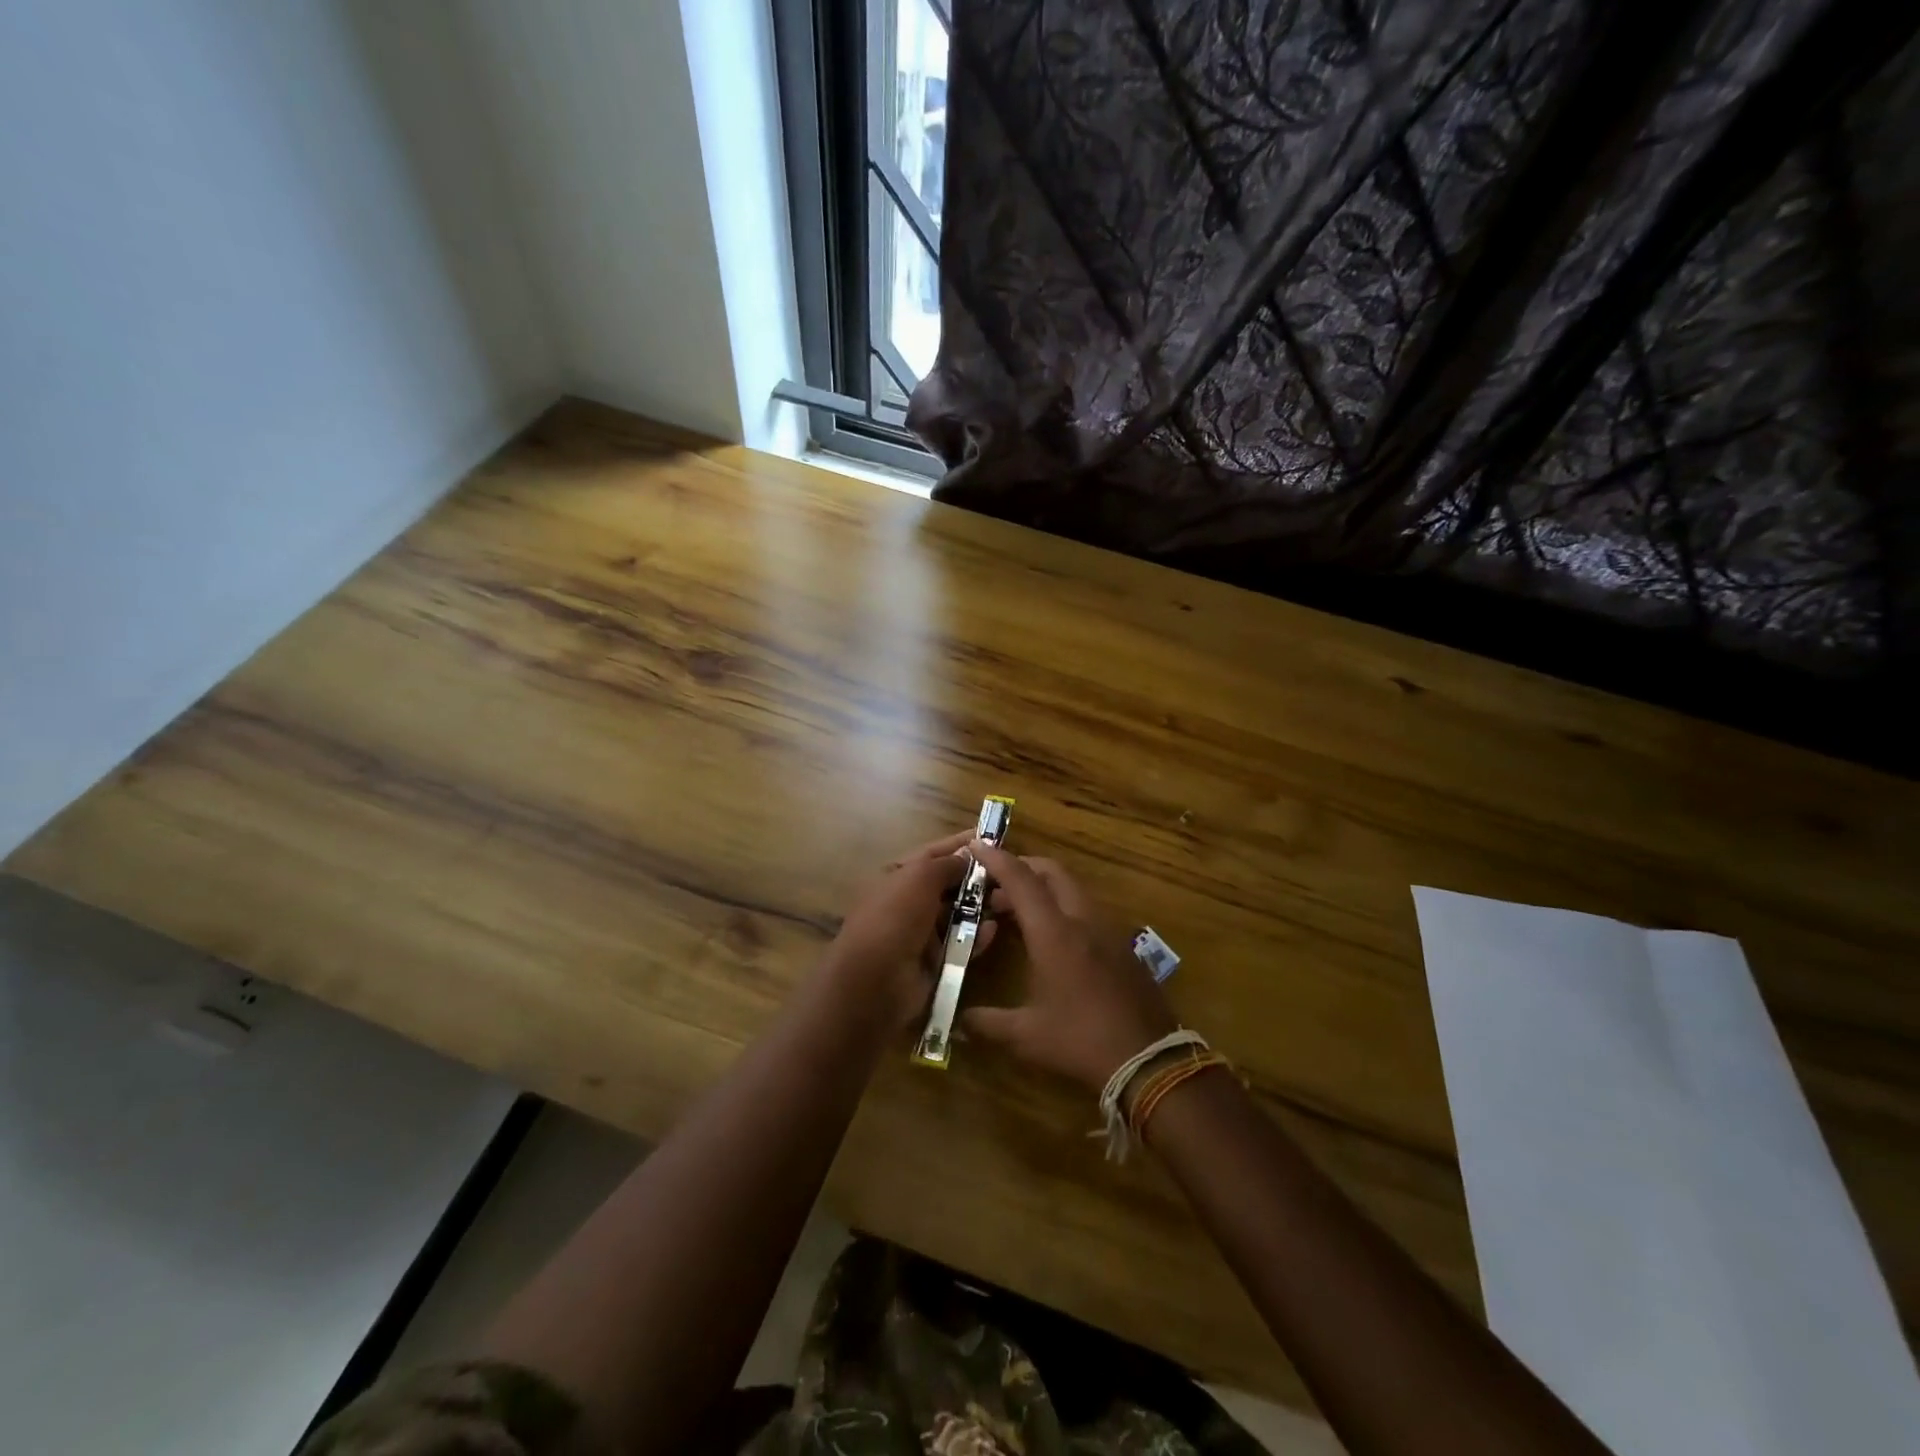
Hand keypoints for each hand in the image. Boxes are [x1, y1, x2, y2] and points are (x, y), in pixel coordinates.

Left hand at [824, 830, 997, 1032]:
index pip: (934, 853)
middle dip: (977, 878)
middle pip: (949, 883)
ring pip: (958, 913)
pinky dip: (978, 936)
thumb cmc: (895, 917)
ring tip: (1009, 900)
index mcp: (898, 875)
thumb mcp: (920, 877)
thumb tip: (969, 853)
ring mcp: (921, 932)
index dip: (962, 845)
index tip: (994, 838)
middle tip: (1011, 873)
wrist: (875, 982)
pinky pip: (962, 943)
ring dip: (981, 907)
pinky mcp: (935, 961)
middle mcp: (909, 901)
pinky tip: (994, 930)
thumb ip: (947, 863)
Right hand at [959, 842, 1176, 1091]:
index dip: (997, 859)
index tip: (977, 846)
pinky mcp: (1122, 945)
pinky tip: (1051, 937)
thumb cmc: (1081, 1041)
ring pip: (1072, 889)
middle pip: (1051, 872)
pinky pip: (1087, 910)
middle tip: (994, 884)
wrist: (1149, 1060)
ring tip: (1018, 912)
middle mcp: (1082, 920)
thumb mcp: (1027, 1035)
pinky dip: (1063, 907)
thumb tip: (957, 1022)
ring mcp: (1107, 930)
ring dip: (1043, 889)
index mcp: (1054, 933)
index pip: (1021, 880)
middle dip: (1022, 868)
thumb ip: (987, 1023)